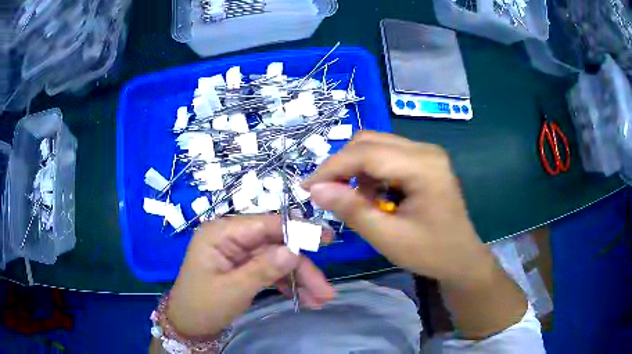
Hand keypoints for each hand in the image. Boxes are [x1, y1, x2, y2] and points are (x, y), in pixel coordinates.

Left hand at [166, 214, 334, 337]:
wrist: (188, 325)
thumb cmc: (202, 306)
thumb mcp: (233, 290)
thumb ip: (263, 269)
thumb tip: (294, 250)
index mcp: (221, 233)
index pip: (265, 224)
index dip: (297, 230)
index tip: (325, 238)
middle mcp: (231, 237)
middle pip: (275, 245)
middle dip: (301, 268)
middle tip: (325, 291)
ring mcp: (238, 253)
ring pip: (277, 259)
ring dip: (299, 279)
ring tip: (319, 300)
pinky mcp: (243, 267)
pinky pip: (270, 271)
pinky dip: (287, 284)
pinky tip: (303, 299)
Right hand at [303, 132, 526, 338]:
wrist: (462, 259)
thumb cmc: (430, 252)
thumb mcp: (388, 237)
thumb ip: (351, 210)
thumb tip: (316, 189)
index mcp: (423, 165)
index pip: (366, 153)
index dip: (332, 168)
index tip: (307, 187)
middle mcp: (425, 150)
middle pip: (370, 142)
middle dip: (342, 166)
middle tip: (327, 193)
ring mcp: (426, 154)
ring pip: (376, 147)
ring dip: (357, 170)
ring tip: (356, 200)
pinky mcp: (424, 162)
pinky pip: (387, 156)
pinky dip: (371, 173)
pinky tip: (374, 196)